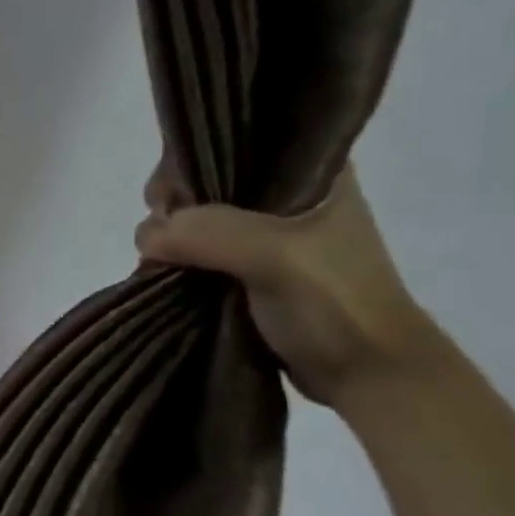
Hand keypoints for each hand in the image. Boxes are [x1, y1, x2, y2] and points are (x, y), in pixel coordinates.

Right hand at [135, 166, 437, 407]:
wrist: (367, 375)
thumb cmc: (336, 303)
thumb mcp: (275, 255)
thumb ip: (208, 233)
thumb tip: (148, 236)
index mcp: (311, 171)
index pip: (237, 141)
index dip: (193, 160)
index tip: (169, 196)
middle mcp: (286, 196)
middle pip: (206, 180)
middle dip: (174, 205)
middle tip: (163, 235)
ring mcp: (265, 236)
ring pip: (196, 219)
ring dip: (169, 238)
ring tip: (160, 262)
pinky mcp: (247, 270)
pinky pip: (196, 251)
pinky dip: (173, 260)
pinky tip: (163, 274)